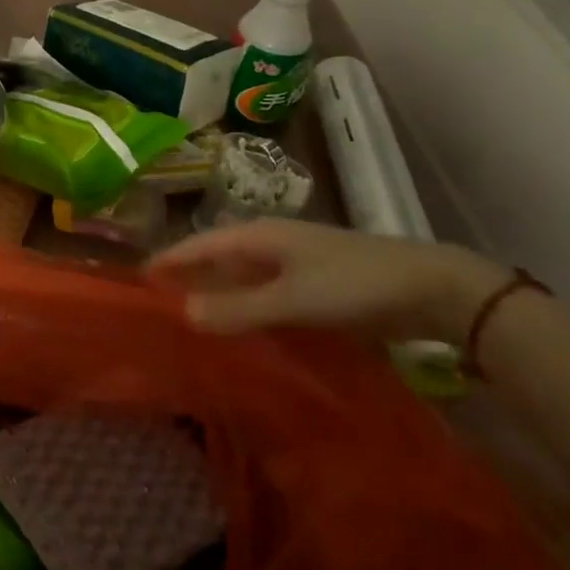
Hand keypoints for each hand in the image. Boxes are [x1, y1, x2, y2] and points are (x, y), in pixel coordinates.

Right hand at [151, 218, 506, 344]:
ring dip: (218, 298)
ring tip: (190, 324)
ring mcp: (293, 264)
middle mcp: (270, 244)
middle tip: (158, 307)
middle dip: (189, 280)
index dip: (170, 260)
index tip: (138, 279)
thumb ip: (238, 308)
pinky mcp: (314, 287)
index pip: (199, 245)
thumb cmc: (354, 285)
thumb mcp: (292, 299)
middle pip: (217, 260)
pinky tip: (241, 333)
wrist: (431, 288)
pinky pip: (265, 296)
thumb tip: (183, 314)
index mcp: (258, 235)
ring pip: (241, 279)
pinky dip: (247, 311)